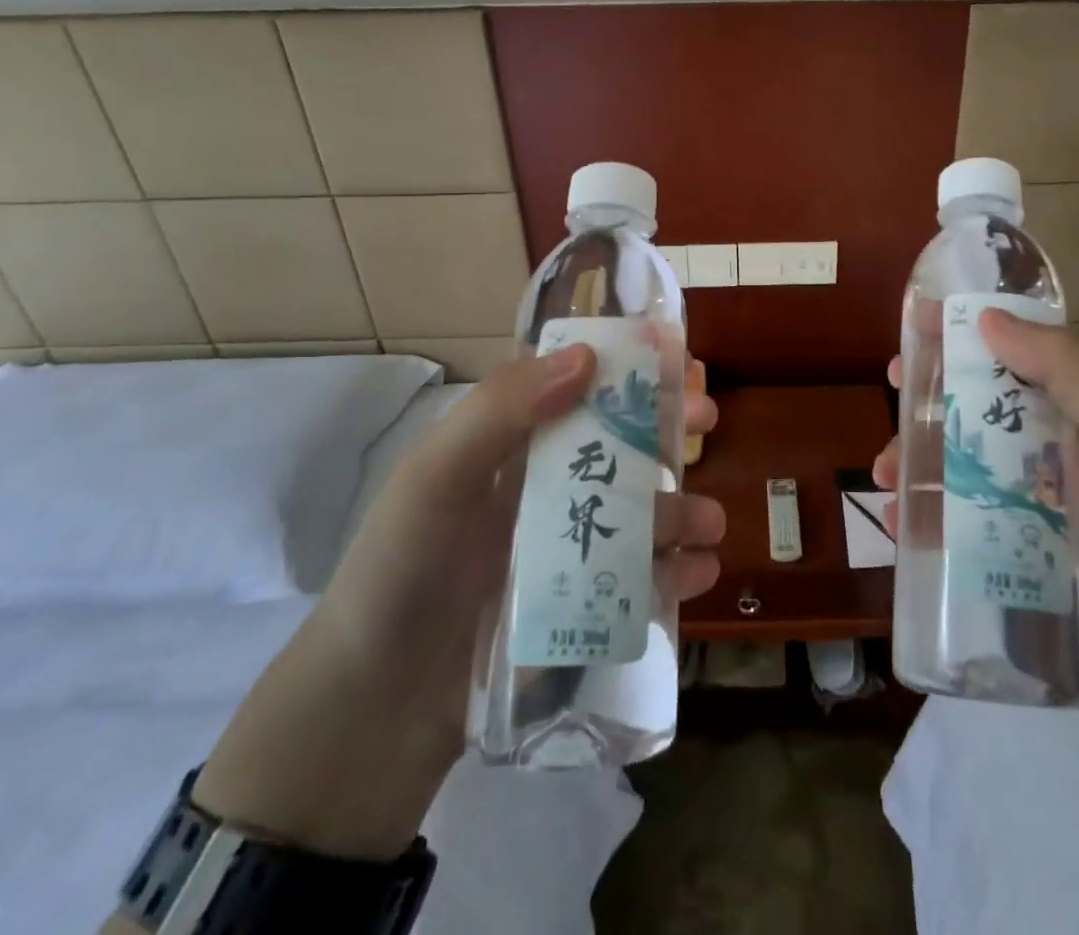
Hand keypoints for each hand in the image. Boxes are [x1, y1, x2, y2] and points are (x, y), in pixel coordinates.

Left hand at [318, 344, 723, 699]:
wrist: (367, 721)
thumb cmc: (398, 578)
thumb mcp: (435, 480)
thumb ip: (500, 411)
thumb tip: (588, 356)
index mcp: (505, 447)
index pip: (574, 386)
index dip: (625, 367)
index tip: (675, 358)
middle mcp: (537, 489)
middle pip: (616, 444)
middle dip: (666, 429)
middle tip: (710, 422)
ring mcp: (559, 549)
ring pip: (636, 512)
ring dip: (680, 508)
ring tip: (712, 525)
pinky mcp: (575, 607)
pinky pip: (637, 578)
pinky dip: (674, 571)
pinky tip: (700, 572)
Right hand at [874, 311, 1078, 728]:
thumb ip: (1068, 367)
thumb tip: (988, 318)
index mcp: (1077, 411)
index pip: (1013, 355)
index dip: (965, 335)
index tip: (917, 325)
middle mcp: (1047, 451)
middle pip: (972, 408)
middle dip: (927, 394)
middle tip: (893, 389)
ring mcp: (1024, 507)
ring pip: (954, 466)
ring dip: (912, 457)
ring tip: (887, 473)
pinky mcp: (1006, 560)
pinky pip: (951, 528)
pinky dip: (919, 519)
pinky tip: (899, 522)